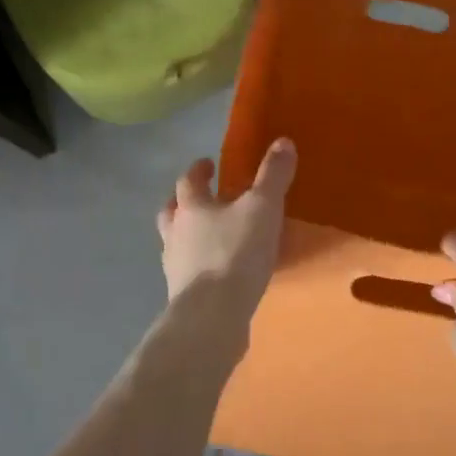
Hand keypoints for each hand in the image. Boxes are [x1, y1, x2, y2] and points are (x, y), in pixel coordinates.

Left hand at [157, 139, 296, 315]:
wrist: (213, 314)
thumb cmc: (236, 252)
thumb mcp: (263, 207)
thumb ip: (273, 176)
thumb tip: (283, 141)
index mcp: (191, 207)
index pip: (188, 181)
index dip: (198, 170)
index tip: (208, 164)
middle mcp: (175, 234)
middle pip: (171, 211)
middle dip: (183, 202)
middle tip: (201, 198)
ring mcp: (175, 267)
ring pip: (176, 243)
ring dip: (188, 236)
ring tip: (209, 238)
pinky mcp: (183, 296)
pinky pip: (190, 273)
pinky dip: (200, 267)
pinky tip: (218, 274)